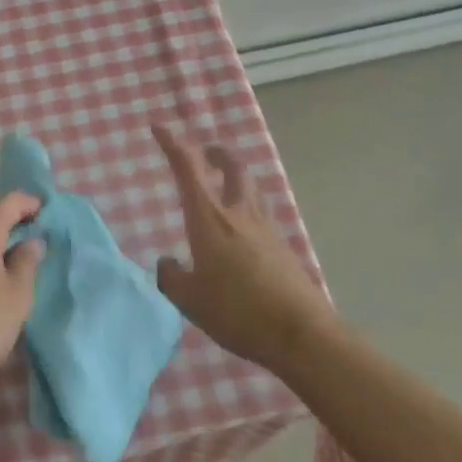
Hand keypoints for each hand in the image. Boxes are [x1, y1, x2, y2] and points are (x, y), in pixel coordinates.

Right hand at [153, 125, 332, 371]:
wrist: (301, 333)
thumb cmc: (237, 311)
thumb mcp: (190, 300)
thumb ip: (172, 277)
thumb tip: (167, 263)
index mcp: (209, 219)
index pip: (188, 168)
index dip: (173, 144)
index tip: (159, 128)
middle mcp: (238, 214)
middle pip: (233, 167)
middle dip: (216, 154)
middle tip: (206, 153)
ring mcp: (266, 229)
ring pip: (251, 188)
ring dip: (236, 177)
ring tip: (225, 184)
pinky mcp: (283, 248)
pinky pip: (261, 215)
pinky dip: (248, 208)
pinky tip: (242, 231)